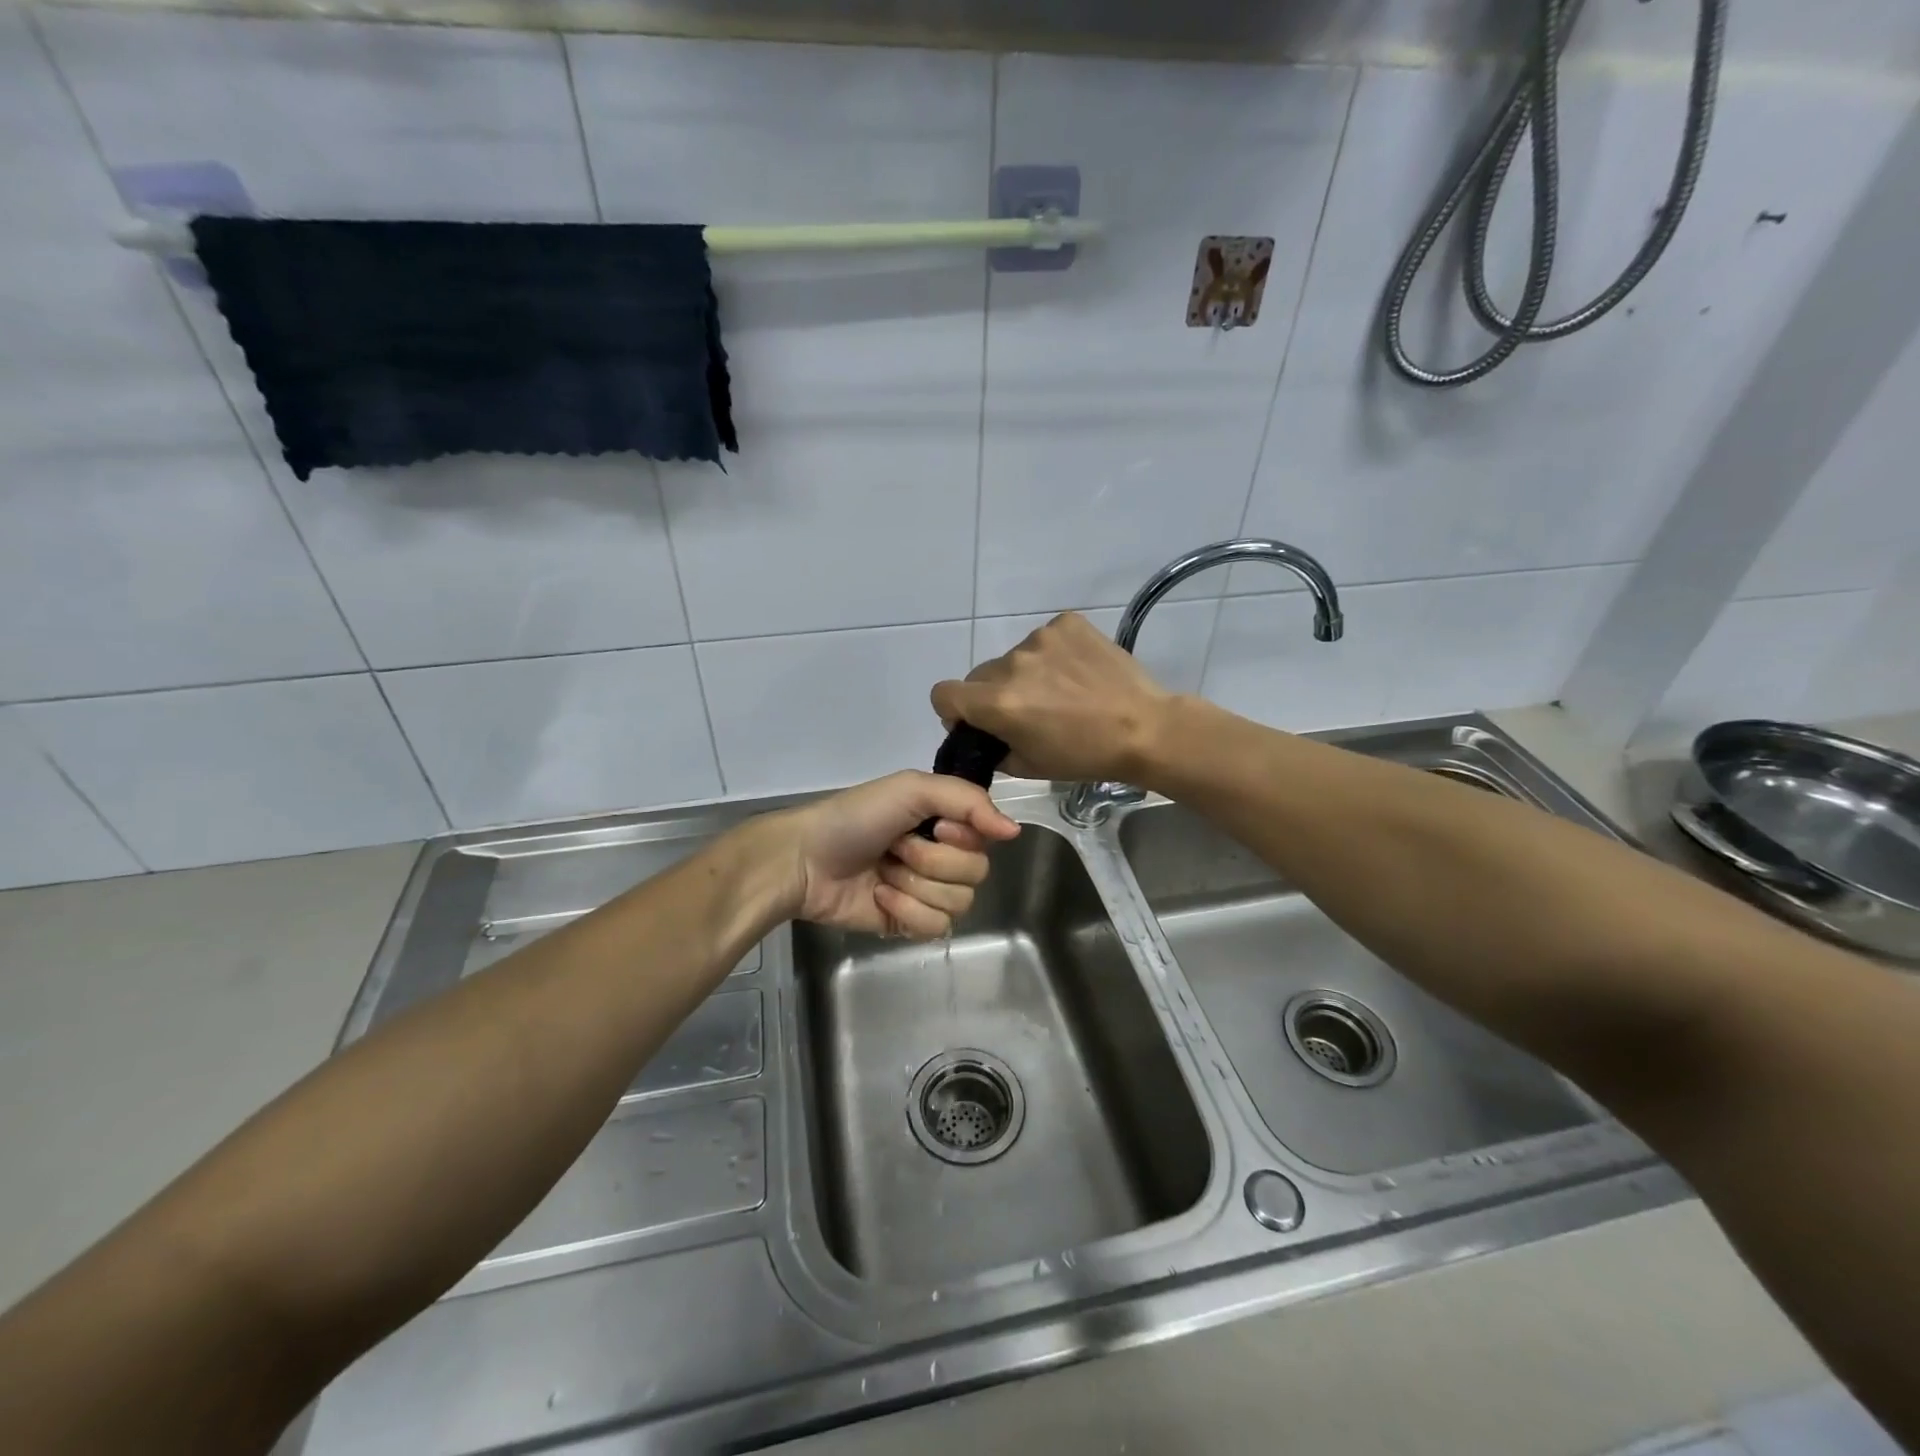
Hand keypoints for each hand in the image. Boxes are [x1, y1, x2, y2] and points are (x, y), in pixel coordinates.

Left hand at [762, 772, 1020, 938]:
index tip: (935, 826)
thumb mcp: (911, 788)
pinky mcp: (911, 924)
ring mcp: (928, 892)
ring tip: (884, 873)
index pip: (987, 838)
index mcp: (946, 821)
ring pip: (959, 903)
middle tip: (896, 848)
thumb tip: (1015, 831)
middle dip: (931, 861)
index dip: (962, 837)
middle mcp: (943, 855)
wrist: (804, 860)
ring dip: (915, 886)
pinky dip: (907, 912)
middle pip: (977, 874)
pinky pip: (938, 927)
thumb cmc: (855, 817)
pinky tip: (880, 898)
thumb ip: (968, 799)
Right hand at [930, 612, 1174, 783]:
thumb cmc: (1086, 756)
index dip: (954, 709)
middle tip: (1029, 711)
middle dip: (994, 693)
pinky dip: (1054, 655)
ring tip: (1063, 692)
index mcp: (998, 702)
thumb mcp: (1030, 766)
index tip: (976, 720)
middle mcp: (1012, 664)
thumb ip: (994, 748)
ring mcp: (1040, 638)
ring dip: (1027, 674)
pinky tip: (1078, 673)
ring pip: (1014, 658)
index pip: (944, 694)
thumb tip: (983, 734)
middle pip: (981, 675)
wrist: (1145, 728)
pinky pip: (1044, 640)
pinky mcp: (1066, 624)